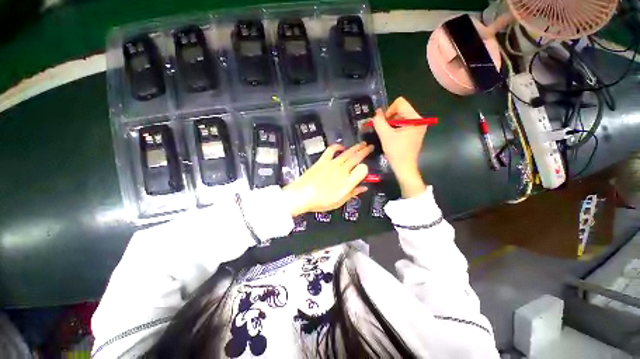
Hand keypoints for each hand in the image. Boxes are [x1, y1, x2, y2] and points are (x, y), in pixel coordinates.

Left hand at [284, 142, 372, 216]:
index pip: (363, 170)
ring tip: (361, 144)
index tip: (366, 169)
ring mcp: (332, 164)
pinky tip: (341, 146)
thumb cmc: (321, 201)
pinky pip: (331, 150)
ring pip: (347, 152)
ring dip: (355, 147)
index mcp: (348, 181)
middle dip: (365, 151)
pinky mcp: (323, 161)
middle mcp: (342, 170)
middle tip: (370, 147)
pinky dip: (337, 146)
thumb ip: (353, 193)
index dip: (366, 169)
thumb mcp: (340, 201)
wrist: (302, 195)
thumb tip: (363, 188)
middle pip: (357, 158)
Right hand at [371, 97, 427, 197]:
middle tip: (384, 130)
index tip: (384, 123)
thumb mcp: (385, 135)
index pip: (400, 103)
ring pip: (401, 117)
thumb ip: (379, 121)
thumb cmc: (396, 152)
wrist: (404, 167)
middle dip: (389, 118)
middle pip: (401, 109)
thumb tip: (377, 112)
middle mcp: (419, 120)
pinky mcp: (415, 132)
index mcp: (415, 118)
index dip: (388, 111)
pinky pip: (403, 124)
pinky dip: (395, 128)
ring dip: (391, 124)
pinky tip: (391, 137)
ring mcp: (418, 126)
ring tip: (387, 134)